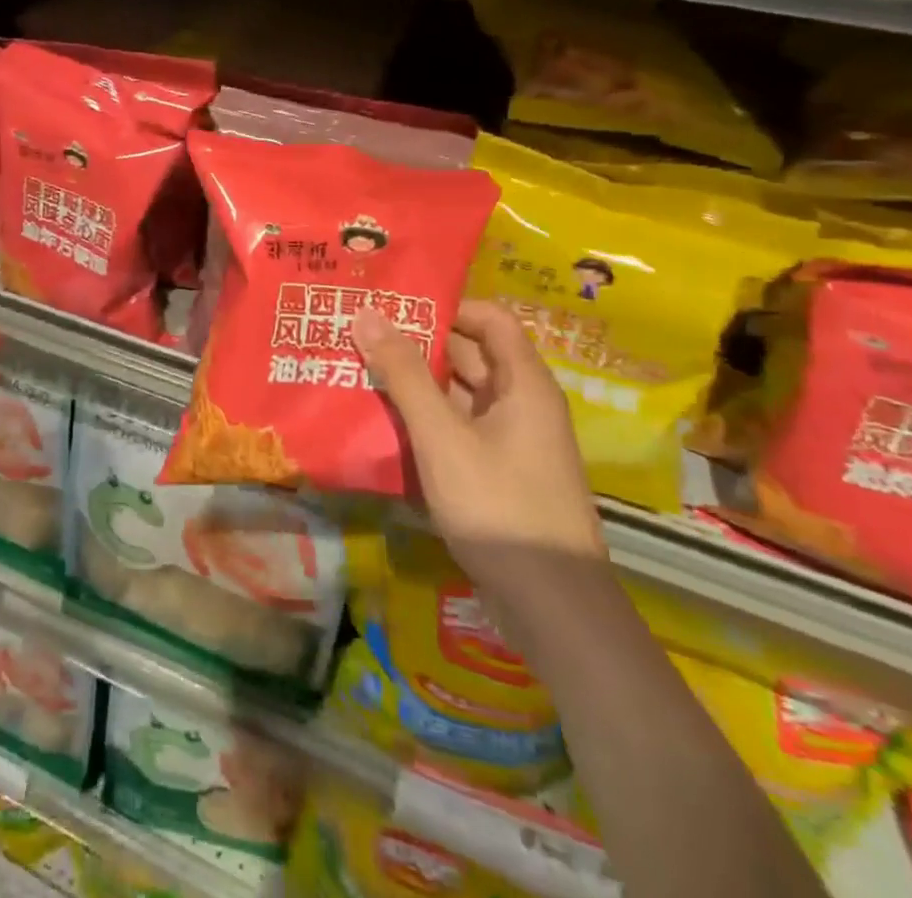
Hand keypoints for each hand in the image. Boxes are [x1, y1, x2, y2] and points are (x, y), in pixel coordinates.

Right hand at [353, 300, 606, 591]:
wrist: (552, 608)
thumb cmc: (500, 506)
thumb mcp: (442, 436)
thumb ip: (403, 374)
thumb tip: (366, 313)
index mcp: (524, 384)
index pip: (489, 318)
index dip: (445, 305)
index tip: (393, 305)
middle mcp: (522, 405)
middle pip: (470, 355)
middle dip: (417, 343)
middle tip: (361, 334)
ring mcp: (511, 442)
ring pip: (459, 395)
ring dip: (416, 384)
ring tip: (359, 370)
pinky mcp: (498, 473)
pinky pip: (458, 429)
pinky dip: (424, 420)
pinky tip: (382, 423)